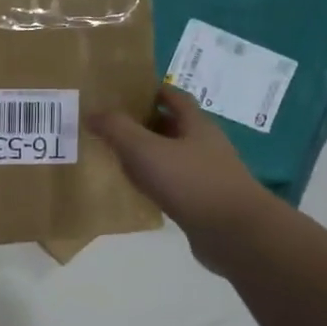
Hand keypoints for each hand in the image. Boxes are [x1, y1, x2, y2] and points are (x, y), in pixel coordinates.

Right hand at [89, 87, 274, 275]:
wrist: (235, 233)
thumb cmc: (191, 182)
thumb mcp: (146, 150)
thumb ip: (117, 129)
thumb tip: (92, 112)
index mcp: (197, 125)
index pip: (175, 98)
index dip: (153, 91)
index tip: (126, 93)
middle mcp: (205, 145)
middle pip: (174, 126)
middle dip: (146, 123)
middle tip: (113, 125)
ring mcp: (207, 174)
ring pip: (173, 156)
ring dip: (150, 155)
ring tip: (119, 156)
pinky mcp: (204, 202)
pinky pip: (174, 184)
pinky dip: (155, 182)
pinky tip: (138, 190)